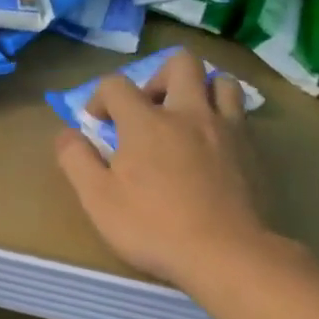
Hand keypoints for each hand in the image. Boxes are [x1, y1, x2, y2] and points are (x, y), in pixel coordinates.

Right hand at [53, 49, 280, 299]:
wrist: (225, 254)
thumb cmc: (152, 227)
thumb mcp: (97, 198)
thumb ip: (76, 160)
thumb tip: (66, 134)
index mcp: (146, 122)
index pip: (116, 84)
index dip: (99, 98)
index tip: (96, 125)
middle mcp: (188, 113)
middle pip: (180, 64)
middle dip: (157, 78)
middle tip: (147, 110)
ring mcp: (226, 129)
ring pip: (221, 82)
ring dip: (199, 90)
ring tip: (185, 118)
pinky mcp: (252, 150)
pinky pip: (240, 114)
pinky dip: (223, 116)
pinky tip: (211, 144)